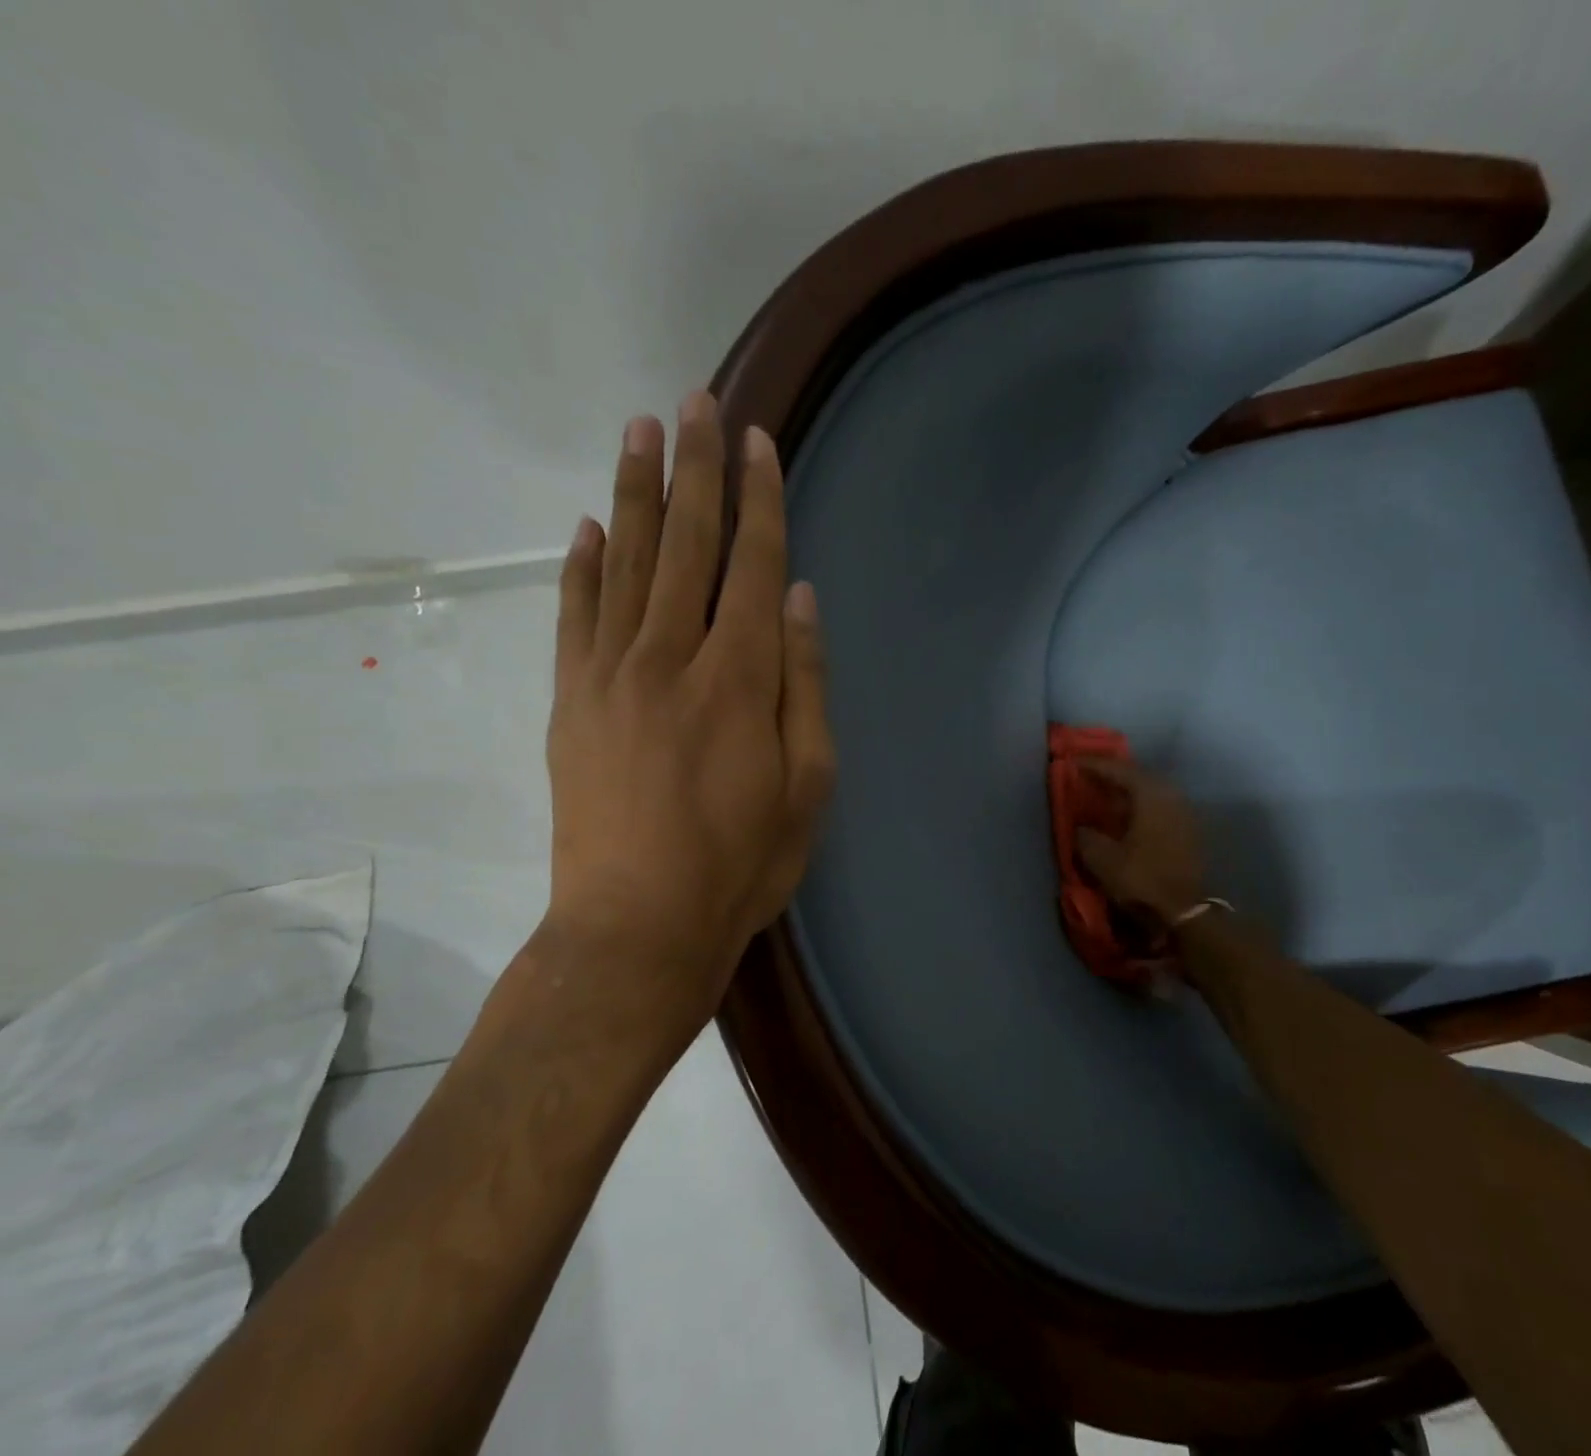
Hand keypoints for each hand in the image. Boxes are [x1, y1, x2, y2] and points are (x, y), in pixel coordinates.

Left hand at [544, 391, 834, 1023]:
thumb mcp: (808, 783)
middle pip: (687, 543)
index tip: (757, 439)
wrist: (635, 927)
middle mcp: (671, 656)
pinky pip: (575, 615)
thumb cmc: (740, 862)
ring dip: (637, 492)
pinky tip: (589, 526)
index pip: (753, 564)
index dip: (759, 498)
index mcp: (739, 677)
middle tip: (696, 400)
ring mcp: (610, 674)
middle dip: (696, 468)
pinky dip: (582, 565)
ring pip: (627, 561)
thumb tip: (802, 600)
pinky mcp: (571, 701)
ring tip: (642, 429)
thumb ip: (806, 684)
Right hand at [1073, 759, 1204, 927]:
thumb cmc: (1143, 879)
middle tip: (1088, 776)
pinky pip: (1158, 807)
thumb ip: (1086, 836)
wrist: (1187, 912)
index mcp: (1150, 794)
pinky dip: (1139, 806)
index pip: (1118, 769)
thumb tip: (1081, 827)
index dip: (1093, 765)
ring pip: (1150, 791)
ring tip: (1104, 796)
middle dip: (1112, 775)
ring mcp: (1183, 812)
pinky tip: (1125, 818)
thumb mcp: (1102, 859)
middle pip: (1138, 775)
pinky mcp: (1188, 831)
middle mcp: (1171, 795)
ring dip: (1127, 792)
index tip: (1072, 762)